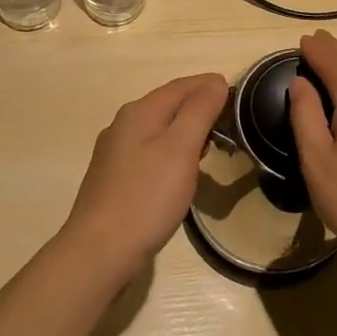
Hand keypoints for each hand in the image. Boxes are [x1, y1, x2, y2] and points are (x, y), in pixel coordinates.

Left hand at [62, 72, 227, 277]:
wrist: (98, 254)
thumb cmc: (146, 198)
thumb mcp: (180, 149)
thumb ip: (199, 110)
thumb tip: (215, 81)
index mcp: (139, 112)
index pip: (182, 86)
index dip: (210, 86)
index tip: (238, 97)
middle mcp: (123, 125)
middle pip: (169, 106)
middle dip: (199, 110)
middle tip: (228, 127)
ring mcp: (115, 154)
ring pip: (159, 131)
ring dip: (186, 134)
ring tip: (209, 152)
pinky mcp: (113, 180)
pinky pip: (149, 154)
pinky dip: (171, 155)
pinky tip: (179, 176)